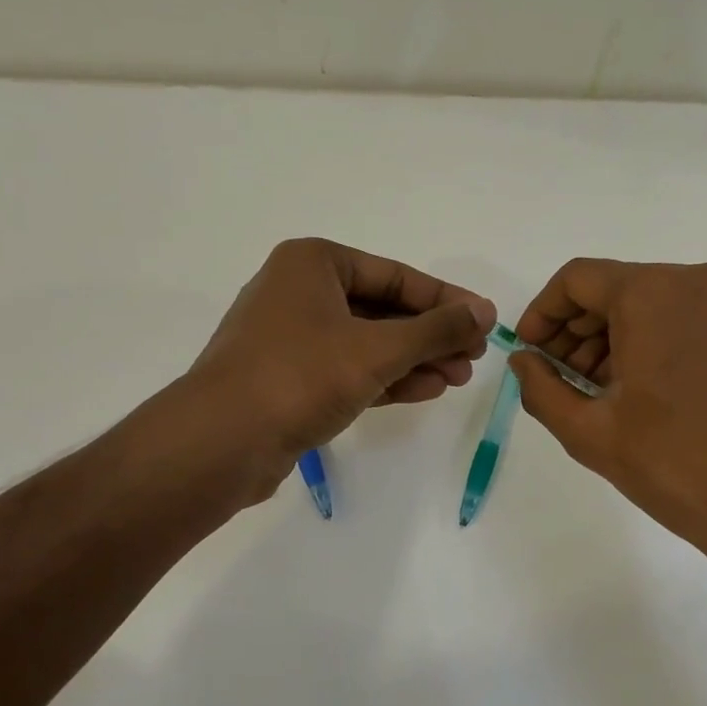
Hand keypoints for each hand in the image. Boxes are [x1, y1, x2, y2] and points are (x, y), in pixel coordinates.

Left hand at [190, 237, 495, 470]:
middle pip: (383, 309)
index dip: (445, 301)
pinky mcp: (289, 379)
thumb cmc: (301, 376)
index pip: (395, 276)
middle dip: (431, 336)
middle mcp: (299, 292)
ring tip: (458, 378)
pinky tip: (426, 390)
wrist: (221, 442)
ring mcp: (291, 338)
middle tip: (474, 358)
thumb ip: (436, 330)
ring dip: (414, 360)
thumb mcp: (378, 349)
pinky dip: (386, 379)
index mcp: (313, 263)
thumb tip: (485, 311)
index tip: (485, 321)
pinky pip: (348, 370)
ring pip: (367, 342)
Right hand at [509, 258, 706, 602]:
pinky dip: (645, 339)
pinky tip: (627, 386)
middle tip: (555, 377)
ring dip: (609, 337)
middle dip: (576, 330)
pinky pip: (677, 314)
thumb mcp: (588, 430)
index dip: (542, 313)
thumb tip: (522, 360)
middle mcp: (697, 279)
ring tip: (589, 390)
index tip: (528, 352)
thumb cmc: (671, 464)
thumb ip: (540, 387)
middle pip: (613, 288)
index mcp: (654, 293)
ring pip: (646, 301)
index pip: (577, 280)